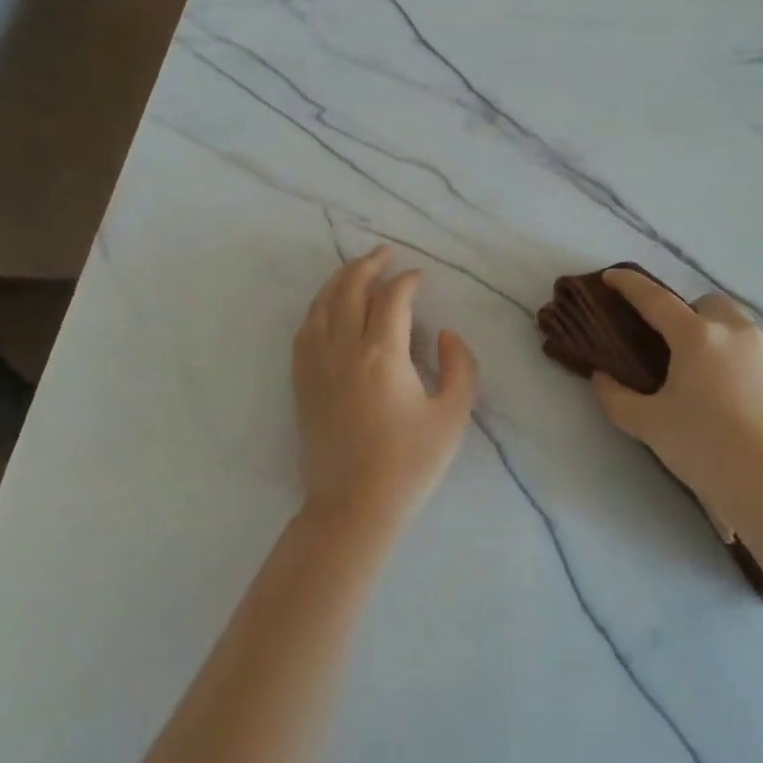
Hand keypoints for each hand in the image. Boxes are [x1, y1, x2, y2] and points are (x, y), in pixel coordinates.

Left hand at [292, 246, 478, 533]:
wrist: (352, 508)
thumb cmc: (409, 464)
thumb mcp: (453, 415)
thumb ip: (460, 365)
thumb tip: (444, 333)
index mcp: (382, 353)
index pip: (392, 298)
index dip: (407, 281)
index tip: (419, 278)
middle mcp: (343, 349)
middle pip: (350, 289)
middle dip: (368, 265)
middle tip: (385, 254)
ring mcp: (316, 365)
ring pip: (322, 304)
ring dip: (339, 280)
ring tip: (355, 269)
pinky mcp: (302, 383)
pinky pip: (304, 330)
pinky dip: (317, 307)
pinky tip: (327, 306)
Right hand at [593, 269, 762, 518]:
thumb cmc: (708, 452)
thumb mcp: (649, 426)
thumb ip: (616, 397)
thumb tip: (602, 377)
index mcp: (697, 336)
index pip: (654, 298)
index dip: (629, 284)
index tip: (611, 277)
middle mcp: (735, 331)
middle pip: (704, 304)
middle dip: (684, 314)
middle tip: (669, 348)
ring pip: (735, 324)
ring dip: (713, 334)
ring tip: (703, 374)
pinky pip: (756, 350)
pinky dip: (737, 357)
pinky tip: (732, 394)